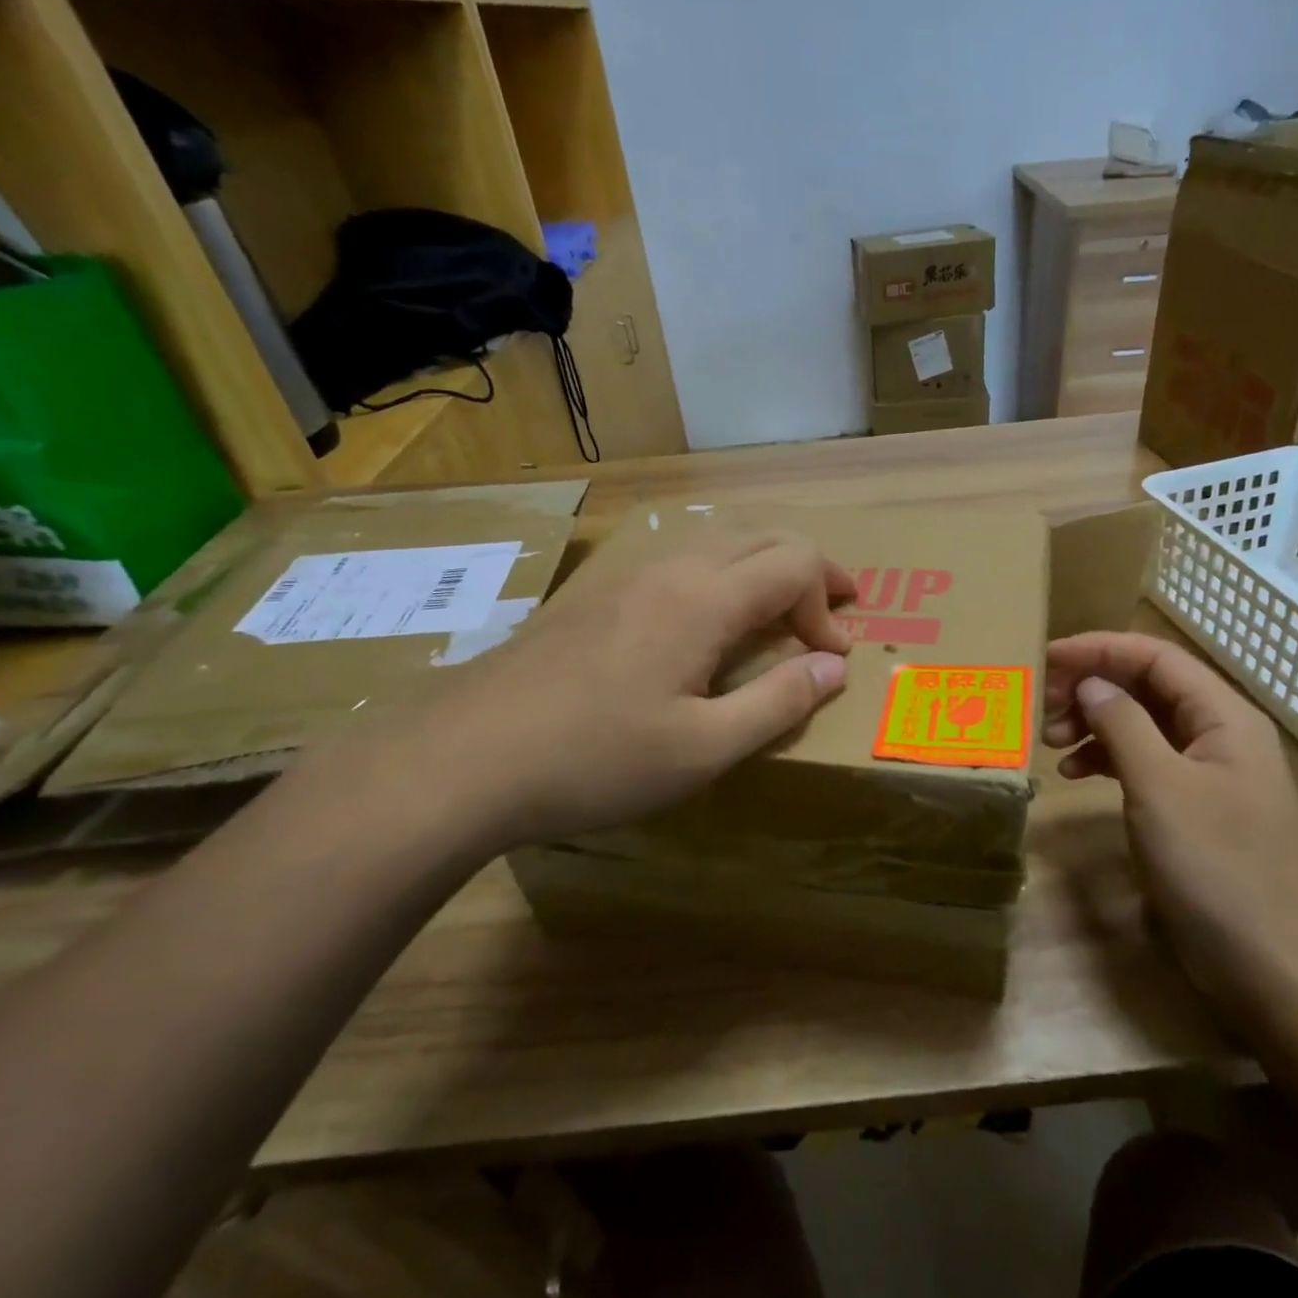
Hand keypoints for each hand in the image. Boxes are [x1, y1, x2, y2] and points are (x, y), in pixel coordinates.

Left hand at [346, 528, 853, 856]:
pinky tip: (705, 624)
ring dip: (762, 569)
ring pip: (716, 543)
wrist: (463, 760)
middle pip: (760, 537)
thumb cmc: (596, 760)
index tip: (831, 656)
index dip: (827, 602)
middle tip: (833, 609)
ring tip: (778, 613)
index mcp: (703, 600)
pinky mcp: (592, 598)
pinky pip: (677, 563)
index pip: (795, 563)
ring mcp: (624, 578)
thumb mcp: (704, 749)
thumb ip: (778, 702)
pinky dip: (719, 578)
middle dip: (810, 568)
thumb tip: (834, 667)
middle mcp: (669, 570)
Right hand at [1043, 632, 1297, 1022]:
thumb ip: (1124, 724)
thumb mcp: (1160, 787)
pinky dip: (1106, 760)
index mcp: (1224, 716)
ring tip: (1050, 742)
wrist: (1267, 962)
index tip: (1046, 657)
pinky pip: (1143, 762)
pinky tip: (1074, 775)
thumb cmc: (1215, 866)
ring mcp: (1206, 772)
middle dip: (1092, 688)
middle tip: (1041, 705)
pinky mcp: (1191, 807)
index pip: (1156, 658)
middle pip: (1147, 688)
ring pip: (1141, 725)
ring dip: (1094, 724)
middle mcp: (1218, 733)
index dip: (1099, 650)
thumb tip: (1091, 683)